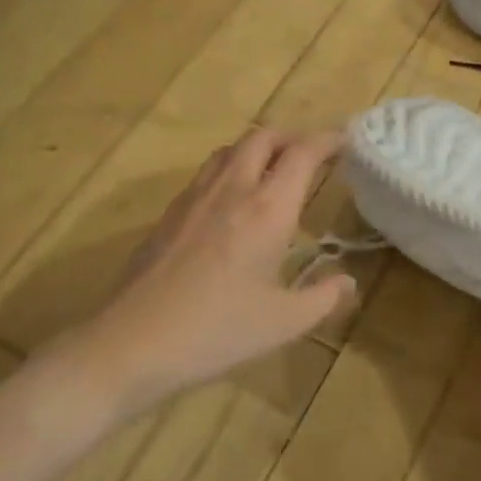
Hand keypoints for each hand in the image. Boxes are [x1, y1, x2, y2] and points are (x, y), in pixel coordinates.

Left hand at [42, 128, 354, 413]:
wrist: (132, 342)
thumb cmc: (217, 331)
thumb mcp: (284, 322)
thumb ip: (323, 297)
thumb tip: (347, 281)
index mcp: (267, 209)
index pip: (302, 153)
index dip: (328, 140)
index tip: (345, 142)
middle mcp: (232, 189)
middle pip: (263, 138)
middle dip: (292, 138)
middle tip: (310, 157)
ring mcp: (195, 197)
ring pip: (230, 150)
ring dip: (258, 149)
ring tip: (273, 173)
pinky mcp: (169, 213)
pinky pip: (207, 172)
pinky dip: (230, 169)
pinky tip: (232, 204)